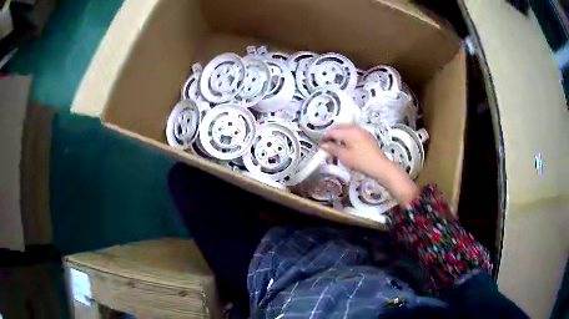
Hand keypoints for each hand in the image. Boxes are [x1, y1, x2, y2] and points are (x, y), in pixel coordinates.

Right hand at [321, 124, 419, 206]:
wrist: (380, 167)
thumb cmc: (361, 162)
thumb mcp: (344, 156)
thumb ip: (333, 148)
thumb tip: (323, 145)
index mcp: (350, 131)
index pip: (333, 131)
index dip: (325, 137)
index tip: (319, 144)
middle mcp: (356, 128)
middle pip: (340, 128)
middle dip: (332, 135)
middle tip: (326, 145)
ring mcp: (363, 132)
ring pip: (347, 131)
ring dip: (340, 137)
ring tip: (336, 147)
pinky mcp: (367, 138)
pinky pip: (353, 134)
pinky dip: (347, 139)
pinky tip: (346, 148)